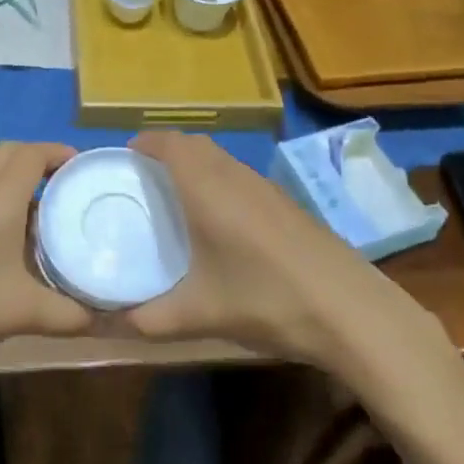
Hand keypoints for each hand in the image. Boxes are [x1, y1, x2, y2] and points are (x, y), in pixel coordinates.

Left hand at [0, 142, 95, 383]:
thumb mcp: (26, 312)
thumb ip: (72, 314)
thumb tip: (109, 319)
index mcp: (0, 195)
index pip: (33, 152)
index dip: (61, 152)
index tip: (86, 169)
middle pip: (11, 154)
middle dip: (41, 161)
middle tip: (69, 188)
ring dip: (21, 186)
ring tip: (51, 218)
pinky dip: (3, 206)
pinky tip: (16, 247)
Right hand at [124, 132, 456, 382]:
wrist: (348, 307)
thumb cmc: (265, 298)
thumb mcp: (200, 314)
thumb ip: (151, 318)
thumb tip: (115, 321)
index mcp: (205, 187)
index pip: (167, 143)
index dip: (143, 142)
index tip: (124, 158)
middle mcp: (232, 174)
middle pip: (193, 144)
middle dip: (166, 150)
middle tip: (144, 178)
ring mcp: (263, 186)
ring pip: (220, 158)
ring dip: (195, 164)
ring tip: (177, 197)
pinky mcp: (285, 203)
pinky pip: (239, 175)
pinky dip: (219, 180)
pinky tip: (221, 222)